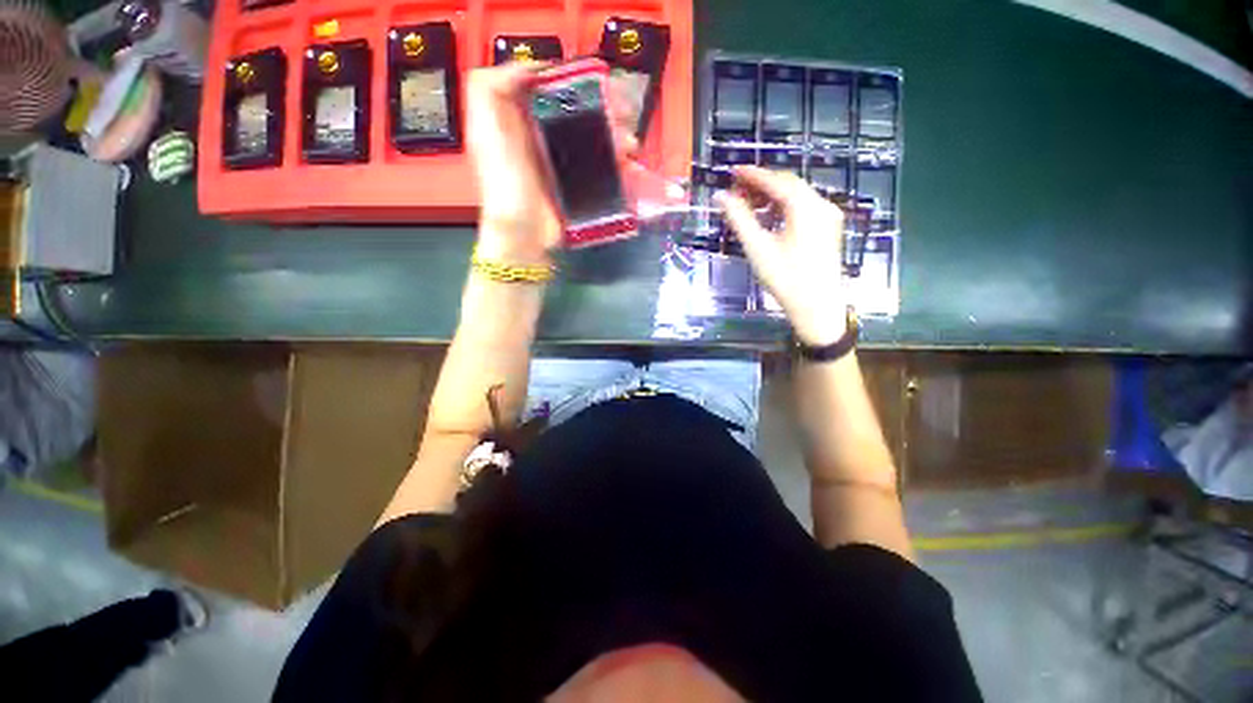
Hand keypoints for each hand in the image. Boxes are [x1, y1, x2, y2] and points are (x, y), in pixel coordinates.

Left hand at [466, 63, 640, 265]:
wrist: (524, 236)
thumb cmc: (505, 185)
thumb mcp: (485, 132)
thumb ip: (489, 90)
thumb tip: (528, 67)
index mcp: (523, 120)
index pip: (553, 88)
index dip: (574, 79)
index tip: (597, 80)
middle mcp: (545, 137)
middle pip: (581, 111)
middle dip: (606, 108)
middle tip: (623, 113)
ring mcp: (565, 163)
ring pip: (597, 138)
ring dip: (618, 136)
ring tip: (628, 145)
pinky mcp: (581, 185)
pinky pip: (605, 168)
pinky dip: (620, 165)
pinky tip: (630, 166)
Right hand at [718, 166, 848, 345]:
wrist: (816, 306)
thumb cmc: (785, 278)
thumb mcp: (757, 248)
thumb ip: (739, 219)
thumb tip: (721, 196)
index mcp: (806, 207)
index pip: (776, 181)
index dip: (753, 174)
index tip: (732, 171)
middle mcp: (822, 205)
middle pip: (789, 184)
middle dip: (762, 184)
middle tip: (736, 189)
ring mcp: (828, 216)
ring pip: (797, 195)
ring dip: (772, 195)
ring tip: (748, 203)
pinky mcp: (828, 228)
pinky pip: (804, 207)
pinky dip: (784, 206)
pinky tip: (768, 216)